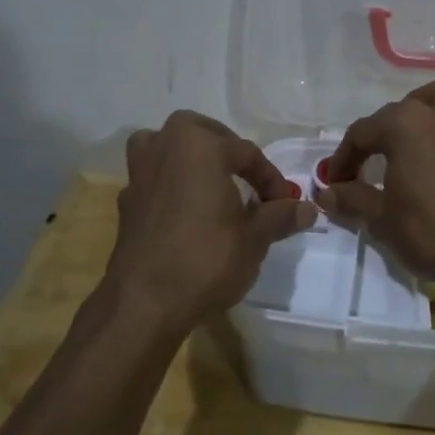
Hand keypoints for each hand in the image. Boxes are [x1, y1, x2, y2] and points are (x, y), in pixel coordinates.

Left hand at [106, 111, 315, 331]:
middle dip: (224, 147)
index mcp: (199, 146)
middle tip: (245, 176)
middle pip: (197, 132)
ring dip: (185, 156)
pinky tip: (186, 213)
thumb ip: (280, 216)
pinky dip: (170, 184)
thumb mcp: (255, 238)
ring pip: (163, 146)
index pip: (246, 152)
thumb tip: (307, 208)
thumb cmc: (207, 259)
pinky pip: (153, 179)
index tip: (285, 204)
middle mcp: (164, 148)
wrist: (145, 303)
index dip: (271, 178)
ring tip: (208, 181)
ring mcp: (139, 175)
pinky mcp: (126, 203)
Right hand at [313, 78, 434, 288]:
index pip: (362, 133)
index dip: (344, 158)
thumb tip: (327, 192)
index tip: (337, 183)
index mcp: (404, 125)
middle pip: (399, 112)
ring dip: (424, 112)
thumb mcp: (383, 220)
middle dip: (380, 135)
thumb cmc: (434, 233)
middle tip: (372, 165)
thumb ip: (353, 199)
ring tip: (416, 139)